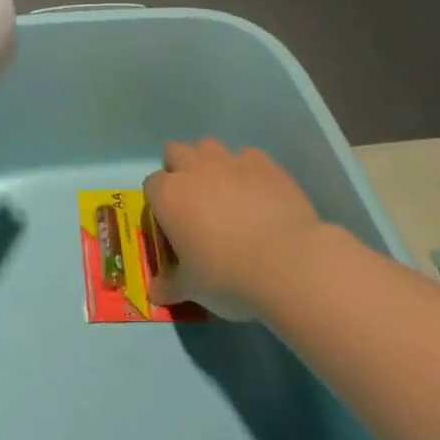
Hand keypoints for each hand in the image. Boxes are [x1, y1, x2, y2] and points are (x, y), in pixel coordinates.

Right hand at [143, 139, 322, 314]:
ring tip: (226, 196)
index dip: (159, 204)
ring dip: (211, 165)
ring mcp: (231, 161)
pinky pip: (248, 157)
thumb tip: (155, 293)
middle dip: (180, 170)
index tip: (172, 226)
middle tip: (194, 204)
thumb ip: (170, 285)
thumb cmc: (228, 276)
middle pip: (176, 152)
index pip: (151, 185)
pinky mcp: (265, 163)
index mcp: (169, 195)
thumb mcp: (193, 289)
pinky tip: (258, 195)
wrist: (287, 262)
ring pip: (210, 147)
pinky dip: (247, 171)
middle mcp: (195, 168)